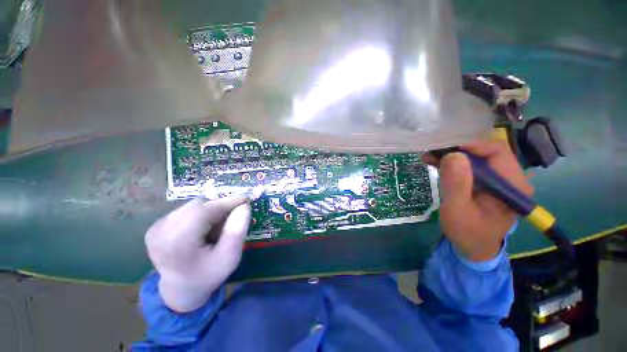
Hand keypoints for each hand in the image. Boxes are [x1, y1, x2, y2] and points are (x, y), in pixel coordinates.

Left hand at [145, 196, 250, 312]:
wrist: (181, 290)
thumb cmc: (208, 275)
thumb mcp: (230, 257)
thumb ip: (237, 231)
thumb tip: (244, 206)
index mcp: (177, 243)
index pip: (205, 211)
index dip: (227, 202)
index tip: (246, 199)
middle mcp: (160, 231)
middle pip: (198, 206)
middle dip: (219, 208)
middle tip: (232, 219)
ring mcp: (156, 228)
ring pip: (193, 206)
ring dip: (210, 212)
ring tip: (215, 229)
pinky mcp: (156, 226)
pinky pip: (186, 211)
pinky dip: (200, 215)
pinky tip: (202, 230)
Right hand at [424, 140, 533, 261]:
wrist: (472, 247)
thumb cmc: (467, 232)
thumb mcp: (457, 210)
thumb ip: (457, 184)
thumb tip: (452, 155)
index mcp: (512, 185)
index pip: (497, 152)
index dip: (470, 145)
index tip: (444, 147)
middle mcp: (509, 178)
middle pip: (485, 152)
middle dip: (458, 149)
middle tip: (433, 151)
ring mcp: (497, 180)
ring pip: (476, 157)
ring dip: (452, 155)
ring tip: (430, 156)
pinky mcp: (486, 183)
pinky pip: (470, 166)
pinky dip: (452, 163)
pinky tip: (435, 162)